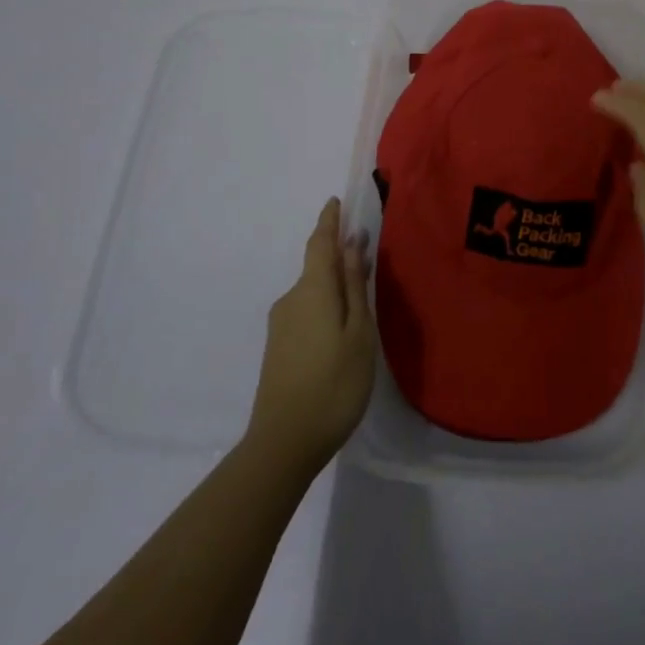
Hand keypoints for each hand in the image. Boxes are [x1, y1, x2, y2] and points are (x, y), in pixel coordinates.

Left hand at [245, 198, 376, 474]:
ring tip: (361, 293)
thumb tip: (353, 244)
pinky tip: (341, 325)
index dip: (329, 221)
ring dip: (334, 283)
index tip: (335, 201)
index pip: (320, 243)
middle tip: (367, 253)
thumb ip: (355, 286)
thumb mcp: (358, 332)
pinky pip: (306, 310)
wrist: (283, 443)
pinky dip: (325, 304)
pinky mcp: (278, 347)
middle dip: (339, 255)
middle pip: (317, 266)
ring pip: (312, 291)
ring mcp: (280, 324)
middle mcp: (291, 299)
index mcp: (312, 290)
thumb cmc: (334, 383)